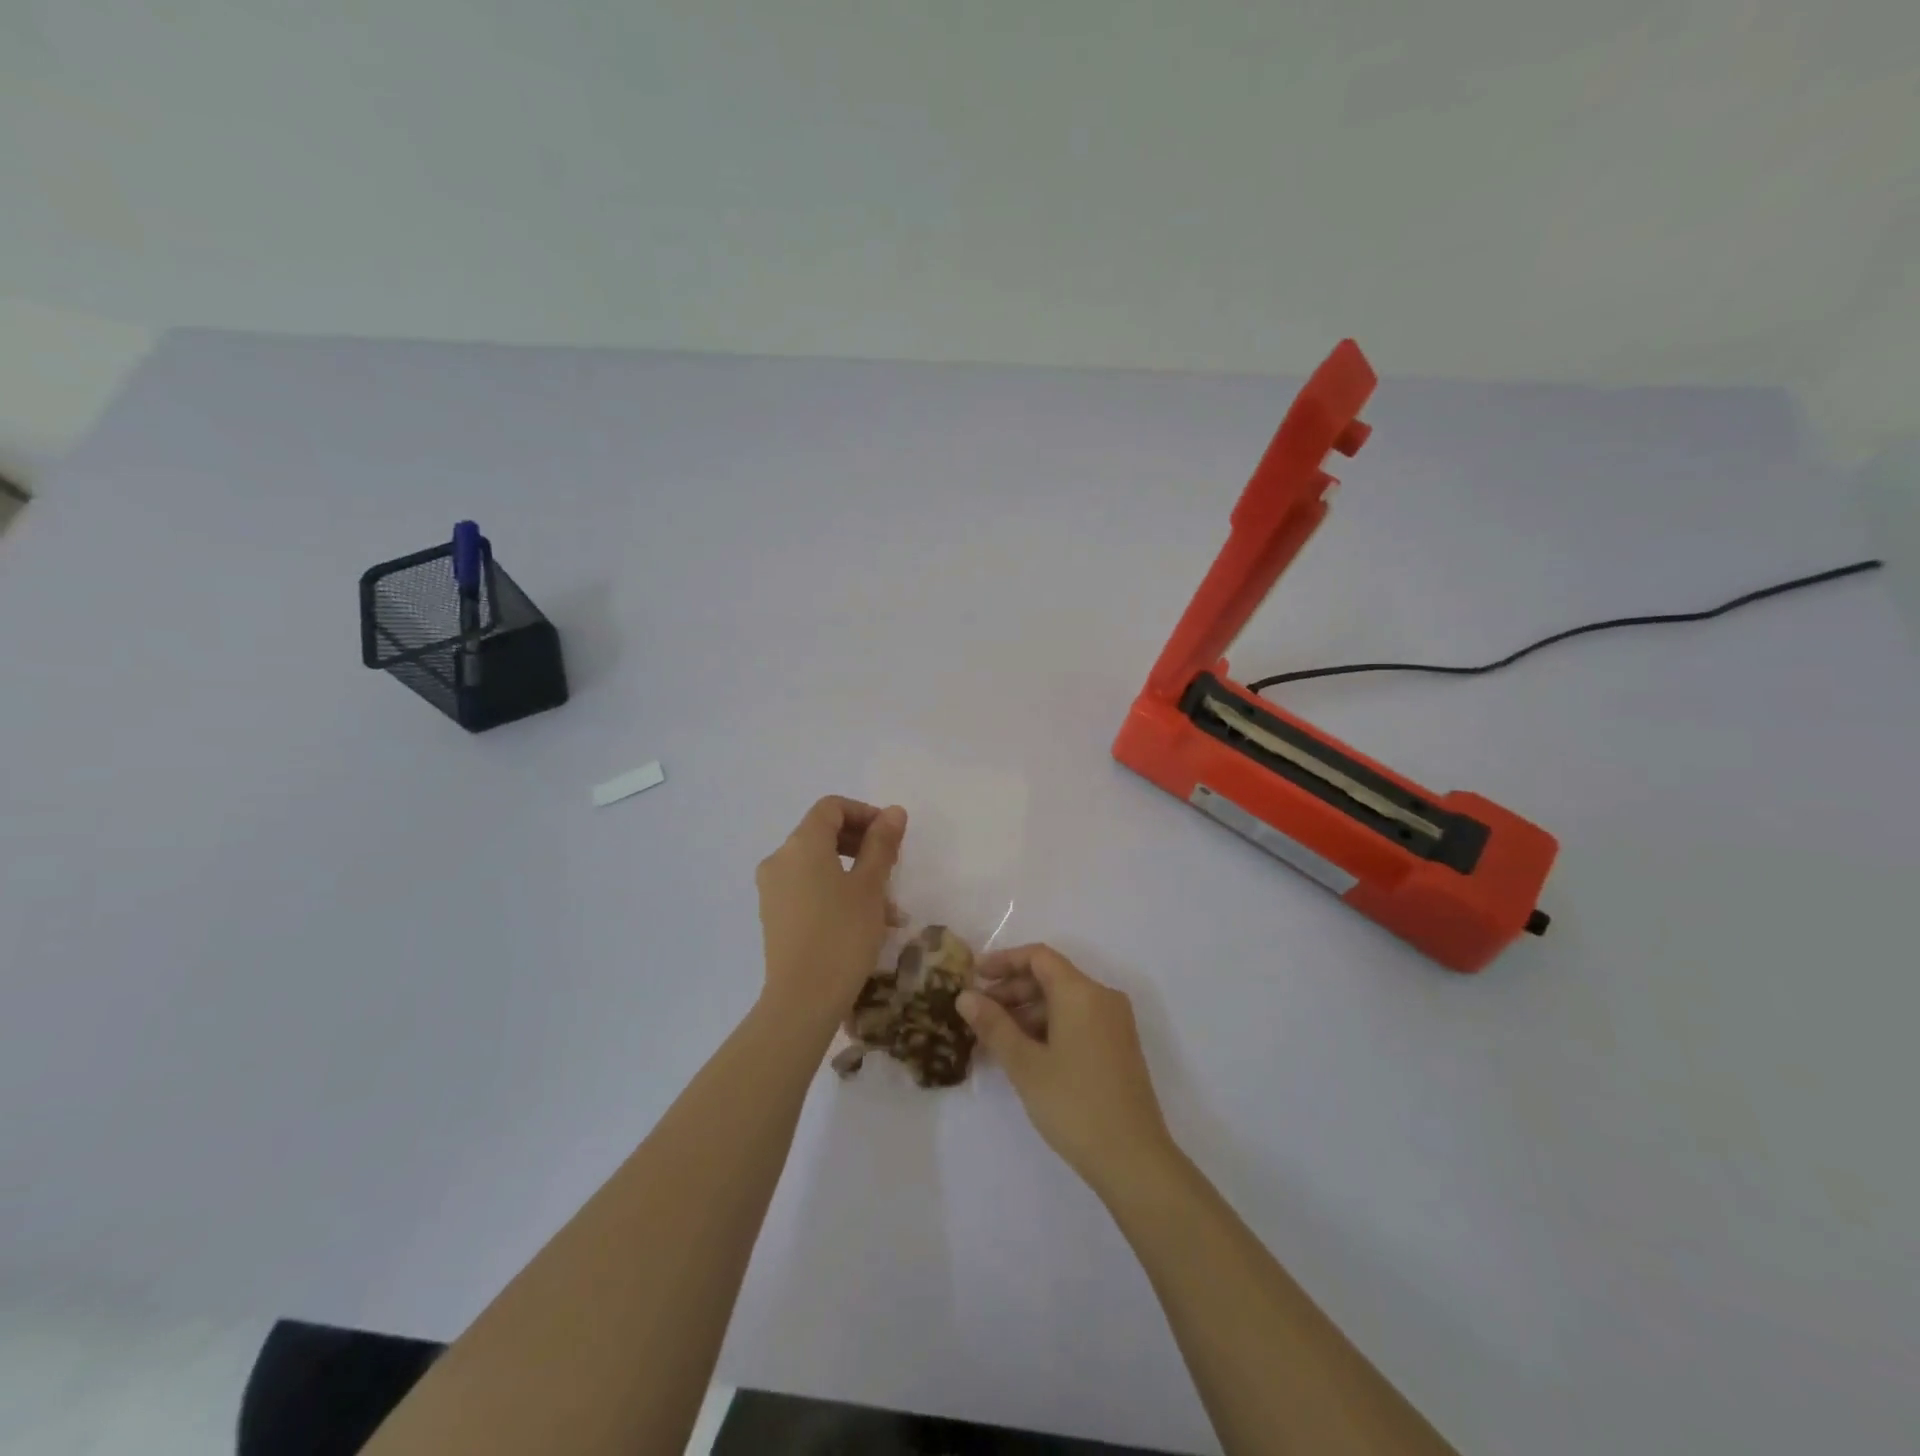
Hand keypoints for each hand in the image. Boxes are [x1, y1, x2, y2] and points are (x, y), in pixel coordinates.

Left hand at [755, 796, 906, 1026]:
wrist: (802, 1000)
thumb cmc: (842, 935)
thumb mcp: (870, 886)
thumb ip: (882, 844)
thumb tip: (893, 811)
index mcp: (801, 844)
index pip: (831, 808)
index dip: (865, 813)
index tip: (891, 836)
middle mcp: (780, 859)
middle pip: (822, 833)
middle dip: (861, 843)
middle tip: (892, 865)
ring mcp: (772, 888)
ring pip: (818, 864)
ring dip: (853, 871)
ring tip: (887, 903)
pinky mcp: (773, 914)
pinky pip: (807, 887)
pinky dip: (835, 890)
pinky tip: (864, 920)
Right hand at [958, 945, 1175, 1193]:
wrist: (1133, 1159)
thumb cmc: (1074, 1104)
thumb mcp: (1025, 1064)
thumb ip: (994, 1025)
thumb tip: (965, 996)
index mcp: (1081, 992)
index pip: (1038, 957)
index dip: (1004, 961)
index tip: (974, 975)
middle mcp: (1102, 997)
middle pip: (1051, 977)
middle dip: (1012, 989)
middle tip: (977, 1011)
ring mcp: (1114, 1023)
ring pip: (1063, 1001)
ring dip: (1028, 1011)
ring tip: (994, 1036)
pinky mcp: (1118, 1046)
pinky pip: (1077, 1020)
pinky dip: (1048, 1026)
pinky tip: (1024, 1051)